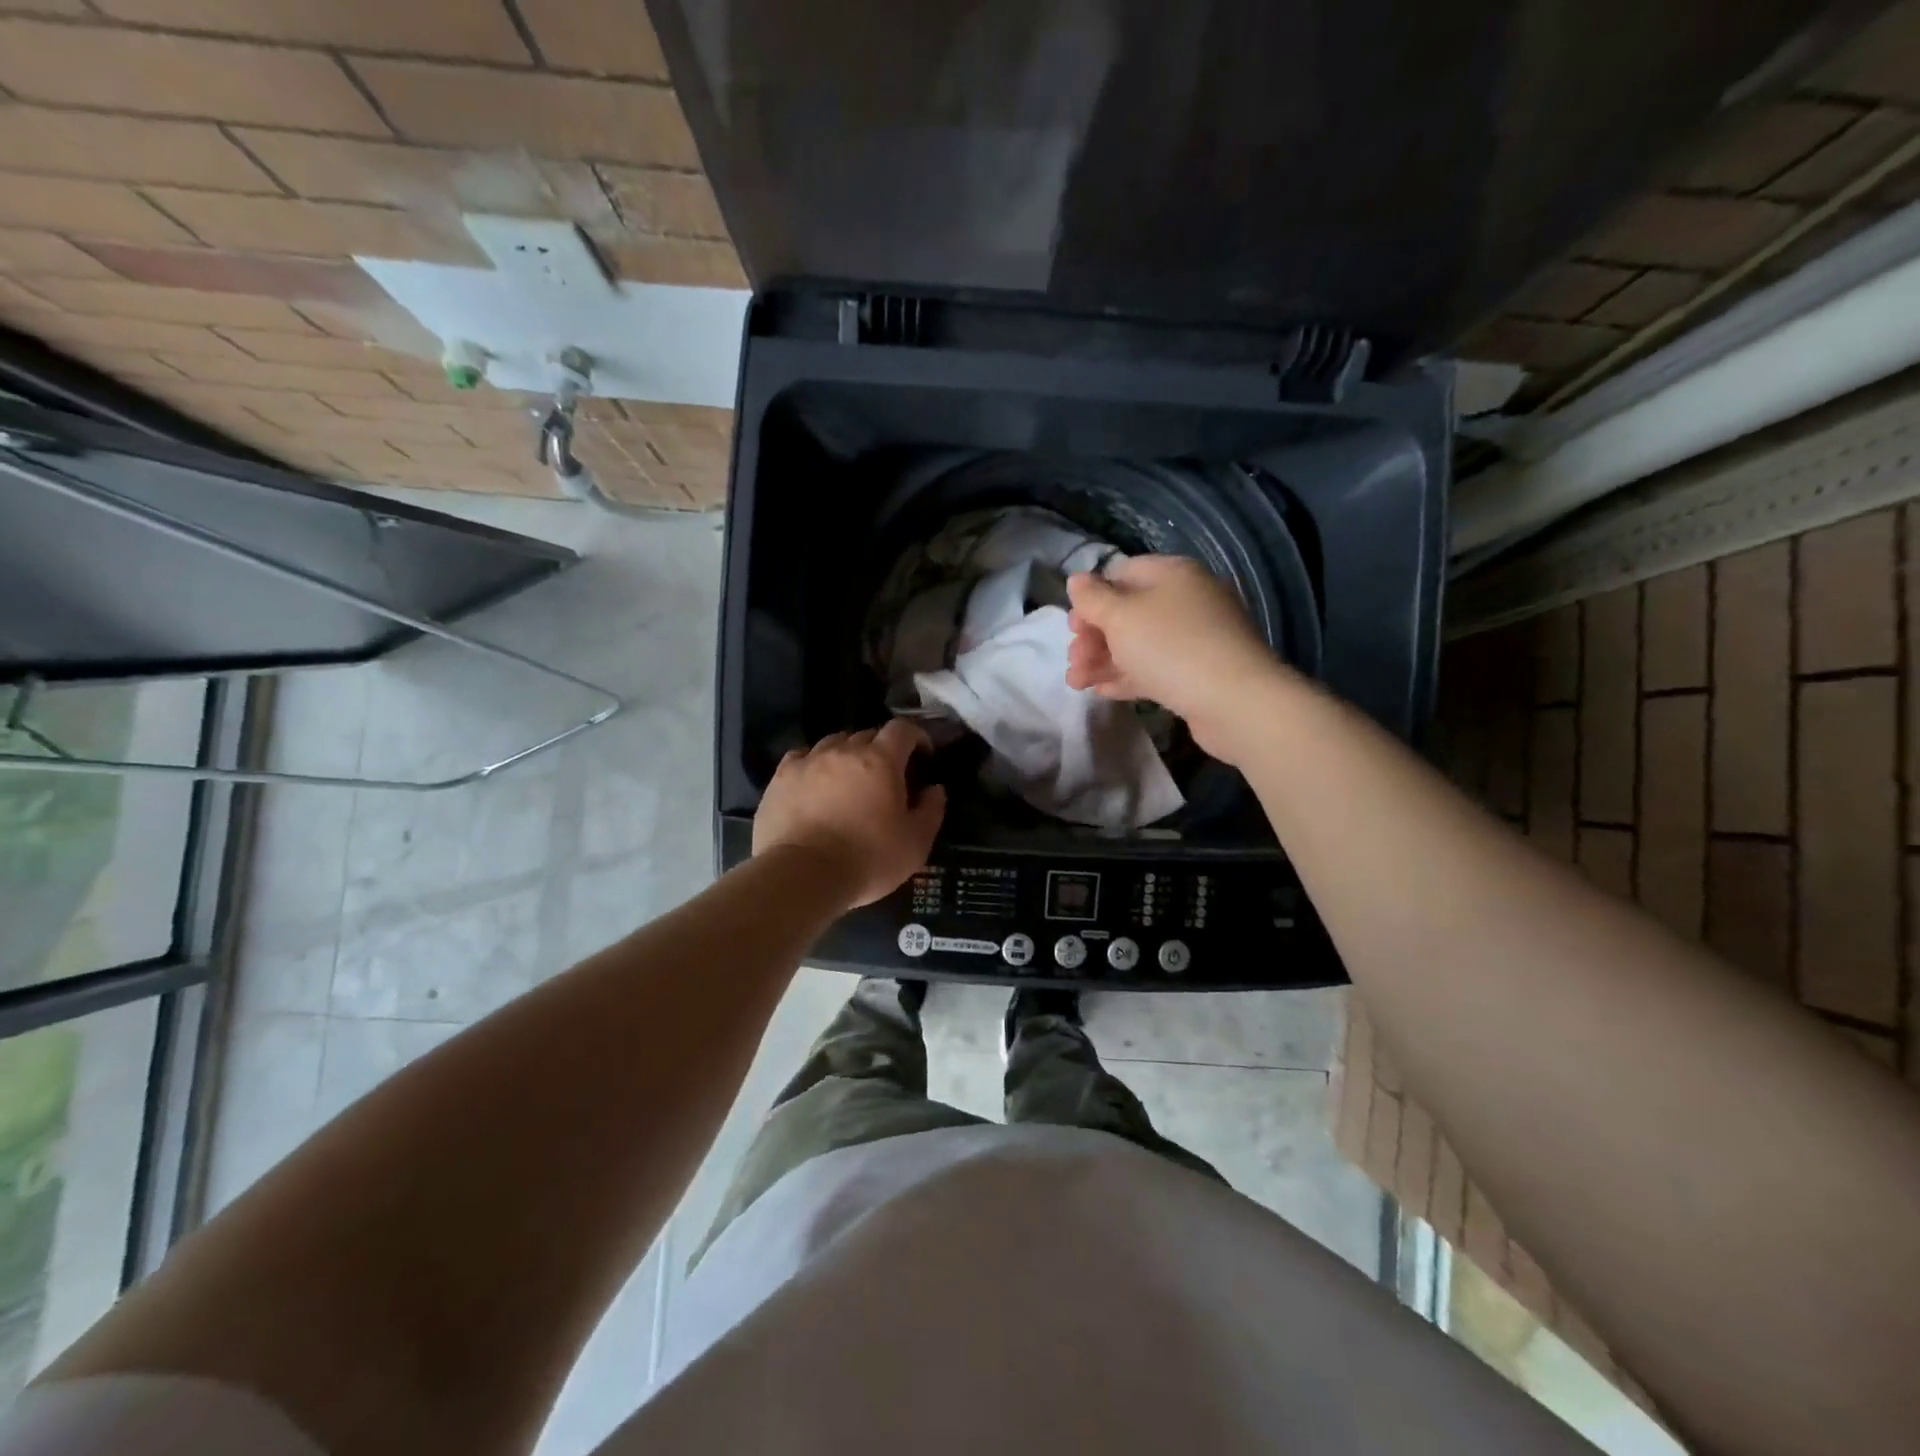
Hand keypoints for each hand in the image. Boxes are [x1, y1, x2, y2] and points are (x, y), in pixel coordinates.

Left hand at [753, 720, 946, 908]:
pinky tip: (815, 782)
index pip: (902, 729)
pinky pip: (803, 757)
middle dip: (882, 749)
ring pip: (834, 743)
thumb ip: (931, 811)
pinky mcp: (781, 777)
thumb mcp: (915, 844)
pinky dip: (815, 764)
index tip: (922, 754)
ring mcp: (809, 760)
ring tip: (849, 779)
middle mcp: (844, 750)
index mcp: (881, 760)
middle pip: (867, 734)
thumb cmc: (867, 859)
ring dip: (847, 754)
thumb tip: (934, 789)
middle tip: (886, 776)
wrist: (802, 875)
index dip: (916, 736)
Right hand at [1065, 555, 1293, 764]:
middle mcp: (1186, 600)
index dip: (1091, 599)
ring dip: (1103, 660)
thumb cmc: (1171, 648)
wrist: (1235, 701)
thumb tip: (1077, 581)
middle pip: (1127, 612)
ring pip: (1138, 643)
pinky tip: (1102, 691)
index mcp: (1171, 574)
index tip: (1072, 628)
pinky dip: (1127, 676)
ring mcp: (1195, 637)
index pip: (1121, 574)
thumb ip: (1093, 598)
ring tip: (1077, 684)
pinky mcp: (1198, 672)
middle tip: (1074, 660)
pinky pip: (1154, 668)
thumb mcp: (1121, 617)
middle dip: (1093, 637)